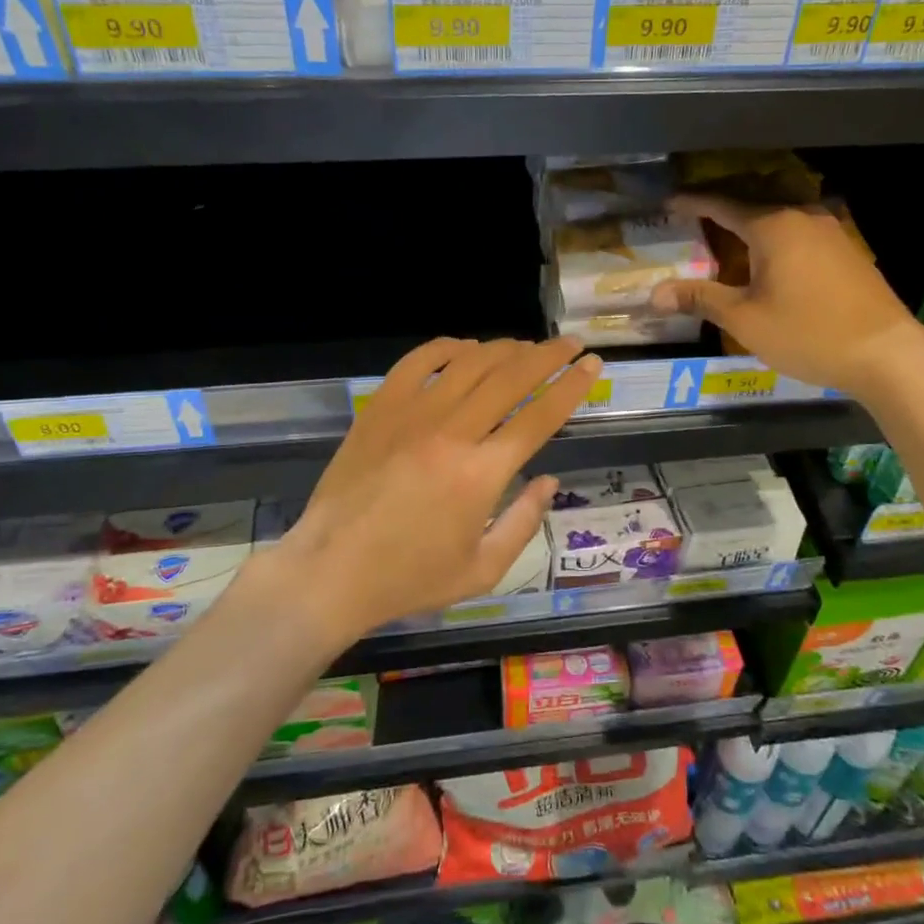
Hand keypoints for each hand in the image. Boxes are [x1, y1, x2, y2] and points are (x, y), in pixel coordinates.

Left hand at [282, 336, 601, 645]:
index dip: (572, 386)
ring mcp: (412, 414)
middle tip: (570, 345)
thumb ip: (523, 522)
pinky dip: (447, 348)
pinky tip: (465, 349)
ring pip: (470, 363)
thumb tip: (549, 480)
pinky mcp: (379, 408)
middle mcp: (452, 432)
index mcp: (482, 473)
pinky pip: (418, 362)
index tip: (592, 365)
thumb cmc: (410, 578)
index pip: (540, 415)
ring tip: (525, 347)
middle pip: (511, 377)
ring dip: (504, 349)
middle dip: (549, 355)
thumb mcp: (482, 570)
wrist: (330, 571)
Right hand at [651, 194, 921, 393]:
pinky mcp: (847, 250)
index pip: (722, 205)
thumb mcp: (745, 319)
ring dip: (751, 222)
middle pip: (752, 202)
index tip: (667, 203)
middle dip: (721, 208)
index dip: (692, 203)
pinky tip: (770, 257)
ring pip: (780, 216)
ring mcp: (831, 231)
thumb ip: (700, 298)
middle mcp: (802, 216)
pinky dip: (776, 236)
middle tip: (693, 216)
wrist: (886, 354)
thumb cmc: (808, 333)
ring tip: (727, 235)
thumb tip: (654, 294)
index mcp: (773, 225)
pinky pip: (800, 231)